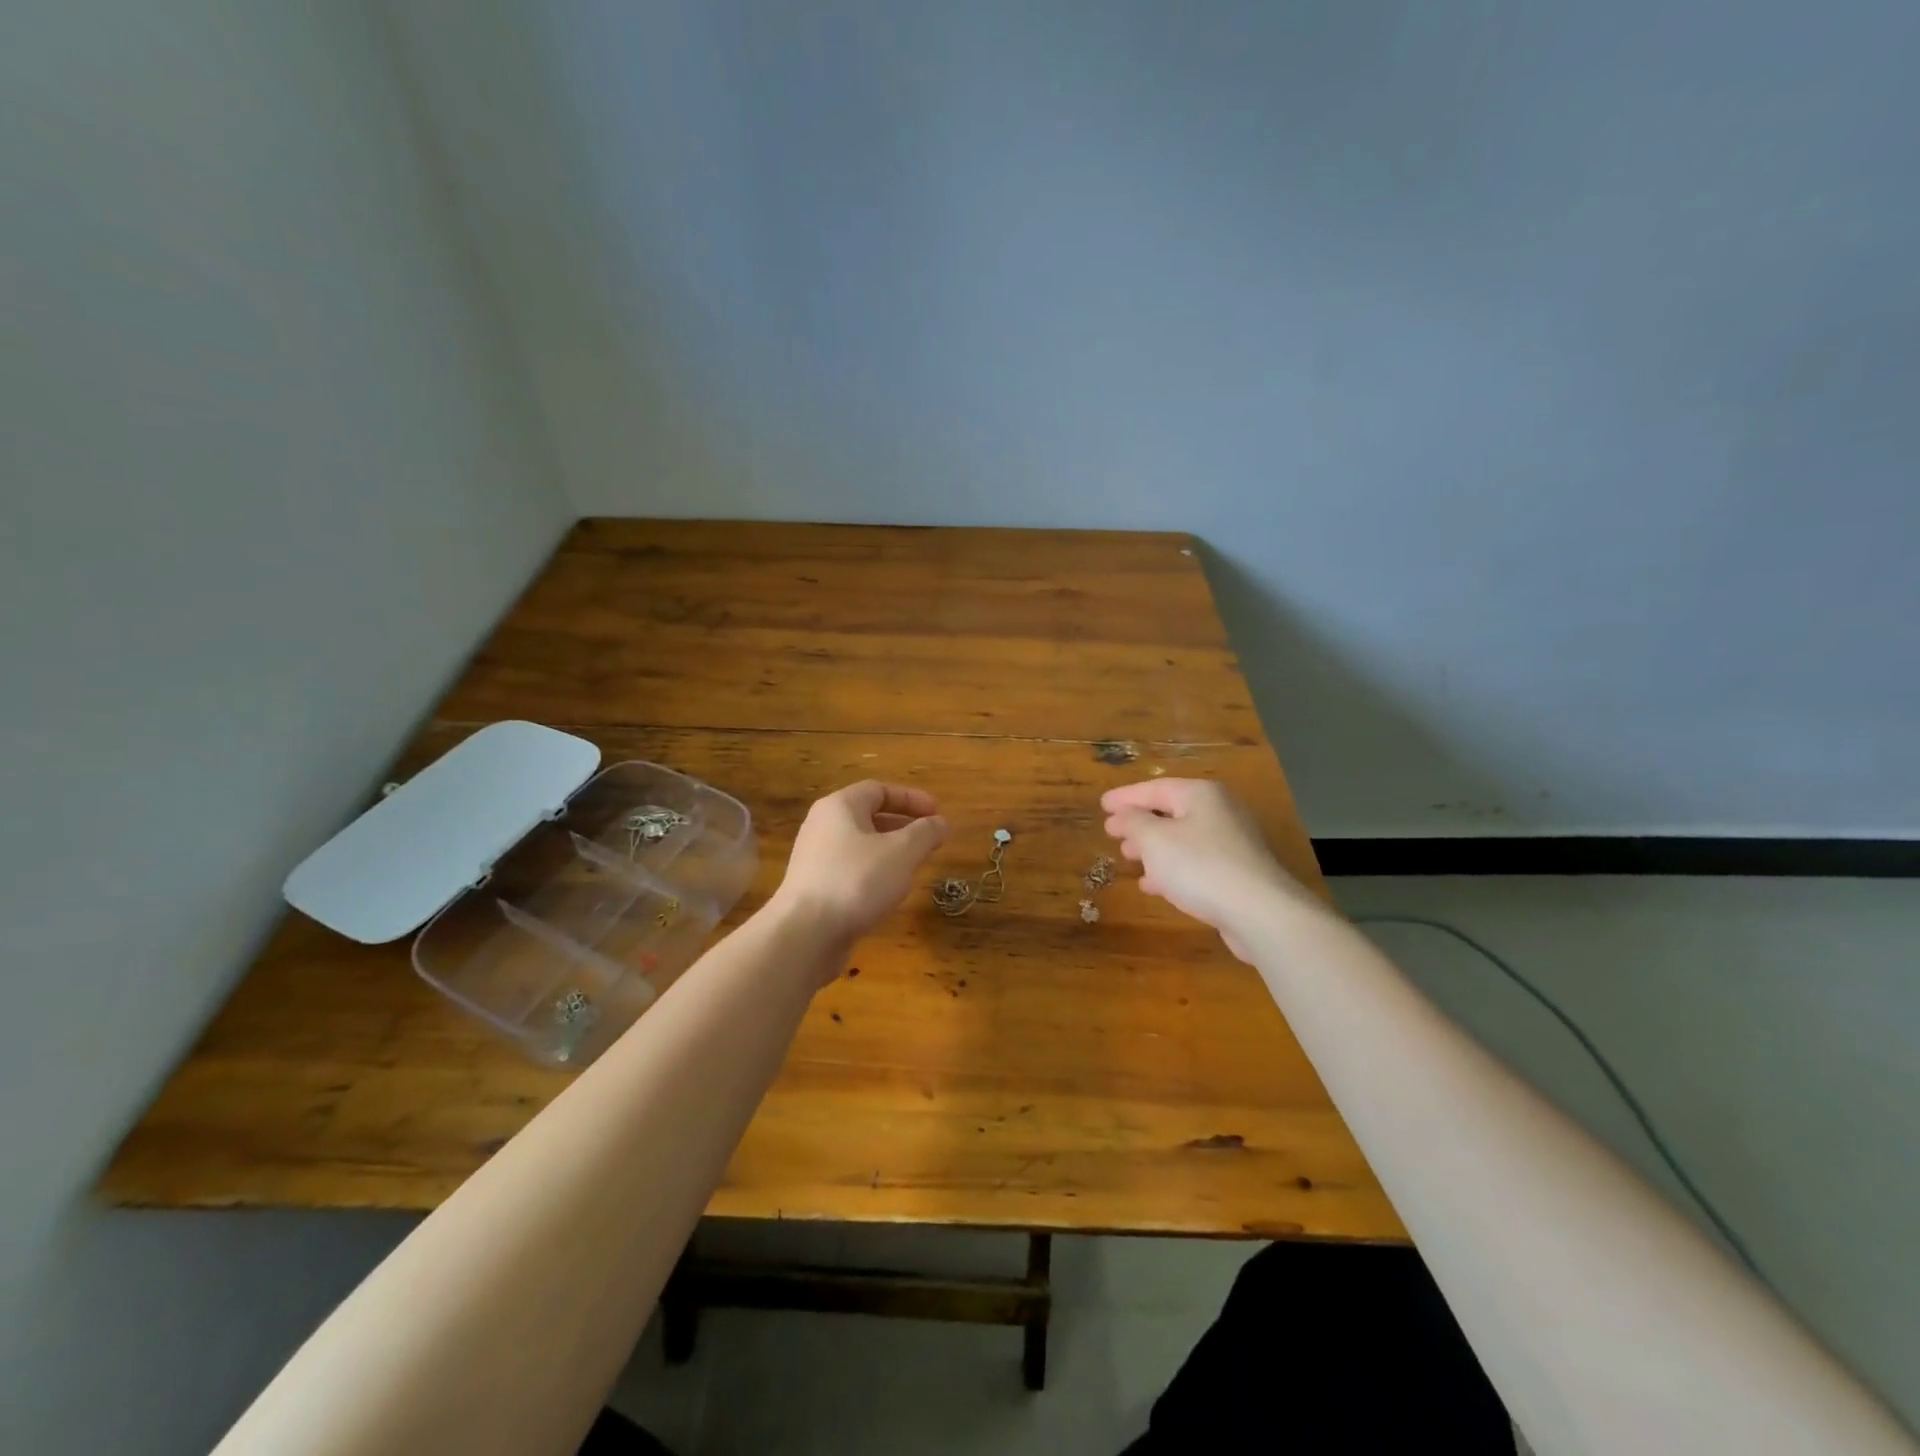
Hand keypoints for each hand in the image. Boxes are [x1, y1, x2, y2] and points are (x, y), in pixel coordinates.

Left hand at [770, 781, 947, 951]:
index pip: (879, 790)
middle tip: (930, 840)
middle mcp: (822, 826)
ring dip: (891, 851)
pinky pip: (851, 870)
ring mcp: (815, 859)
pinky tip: (889, 892)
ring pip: (861, 846)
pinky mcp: (815, 888)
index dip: (911, 799)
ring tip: (916, 866)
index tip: (937, 813)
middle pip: (868, 816)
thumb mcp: (902, 852)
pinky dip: (875, 873)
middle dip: (903, 826)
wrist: (806, 933)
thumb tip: (941, 823)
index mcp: (840, 807)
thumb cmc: (857, 881)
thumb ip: (925, 833)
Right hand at [1102, 778, 1314, 960]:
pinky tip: (1154, 885)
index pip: (1154, 788)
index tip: (1102, 805)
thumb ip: (1133, 822)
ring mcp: (1232, 843)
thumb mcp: (1155, 840)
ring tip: (1128, 858)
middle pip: (1170, 811)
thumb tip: (1122, 815)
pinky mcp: (1238, 872)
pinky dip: (1171, 868)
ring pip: (1182, 838)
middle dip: (1139, 823)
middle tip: (1113, 832)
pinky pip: (1195, 862)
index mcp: (1201, 794)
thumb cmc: (1201, 867)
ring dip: (1153, 848)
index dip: (1125, 797)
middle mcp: (1220, 811)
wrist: (1260, 912)